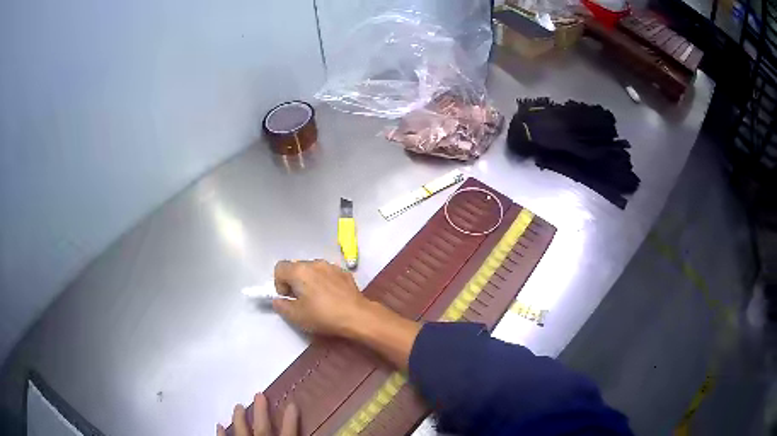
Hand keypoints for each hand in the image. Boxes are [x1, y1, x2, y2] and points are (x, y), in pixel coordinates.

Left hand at [217, 393, 296, 435]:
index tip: (292, 404)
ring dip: (239, 418)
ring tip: (238, 406)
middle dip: (261, 411)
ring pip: (241, 430)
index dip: (290, 419)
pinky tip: (219, 425)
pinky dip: (222, 433)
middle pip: (262, 427)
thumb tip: (314, 432)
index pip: (288, 432)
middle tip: (258, 394)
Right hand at [272, 260, 370, 336]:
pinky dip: (325, 282)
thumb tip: (278, 300)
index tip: (288, 298)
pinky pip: (327, 274)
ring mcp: (331, 266)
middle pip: (296, 268)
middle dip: (294, 282)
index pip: (280, 268)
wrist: (357, 316)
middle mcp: (315, 263)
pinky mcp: (344, 273)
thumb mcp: (296, 316)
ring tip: (317, 300)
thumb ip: (281, 306)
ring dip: (310, 281)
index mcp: (299, 271)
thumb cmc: (323, 315)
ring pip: (313, 270)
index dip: (279, 284)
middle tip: (301, 301)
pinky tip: (331, 298)